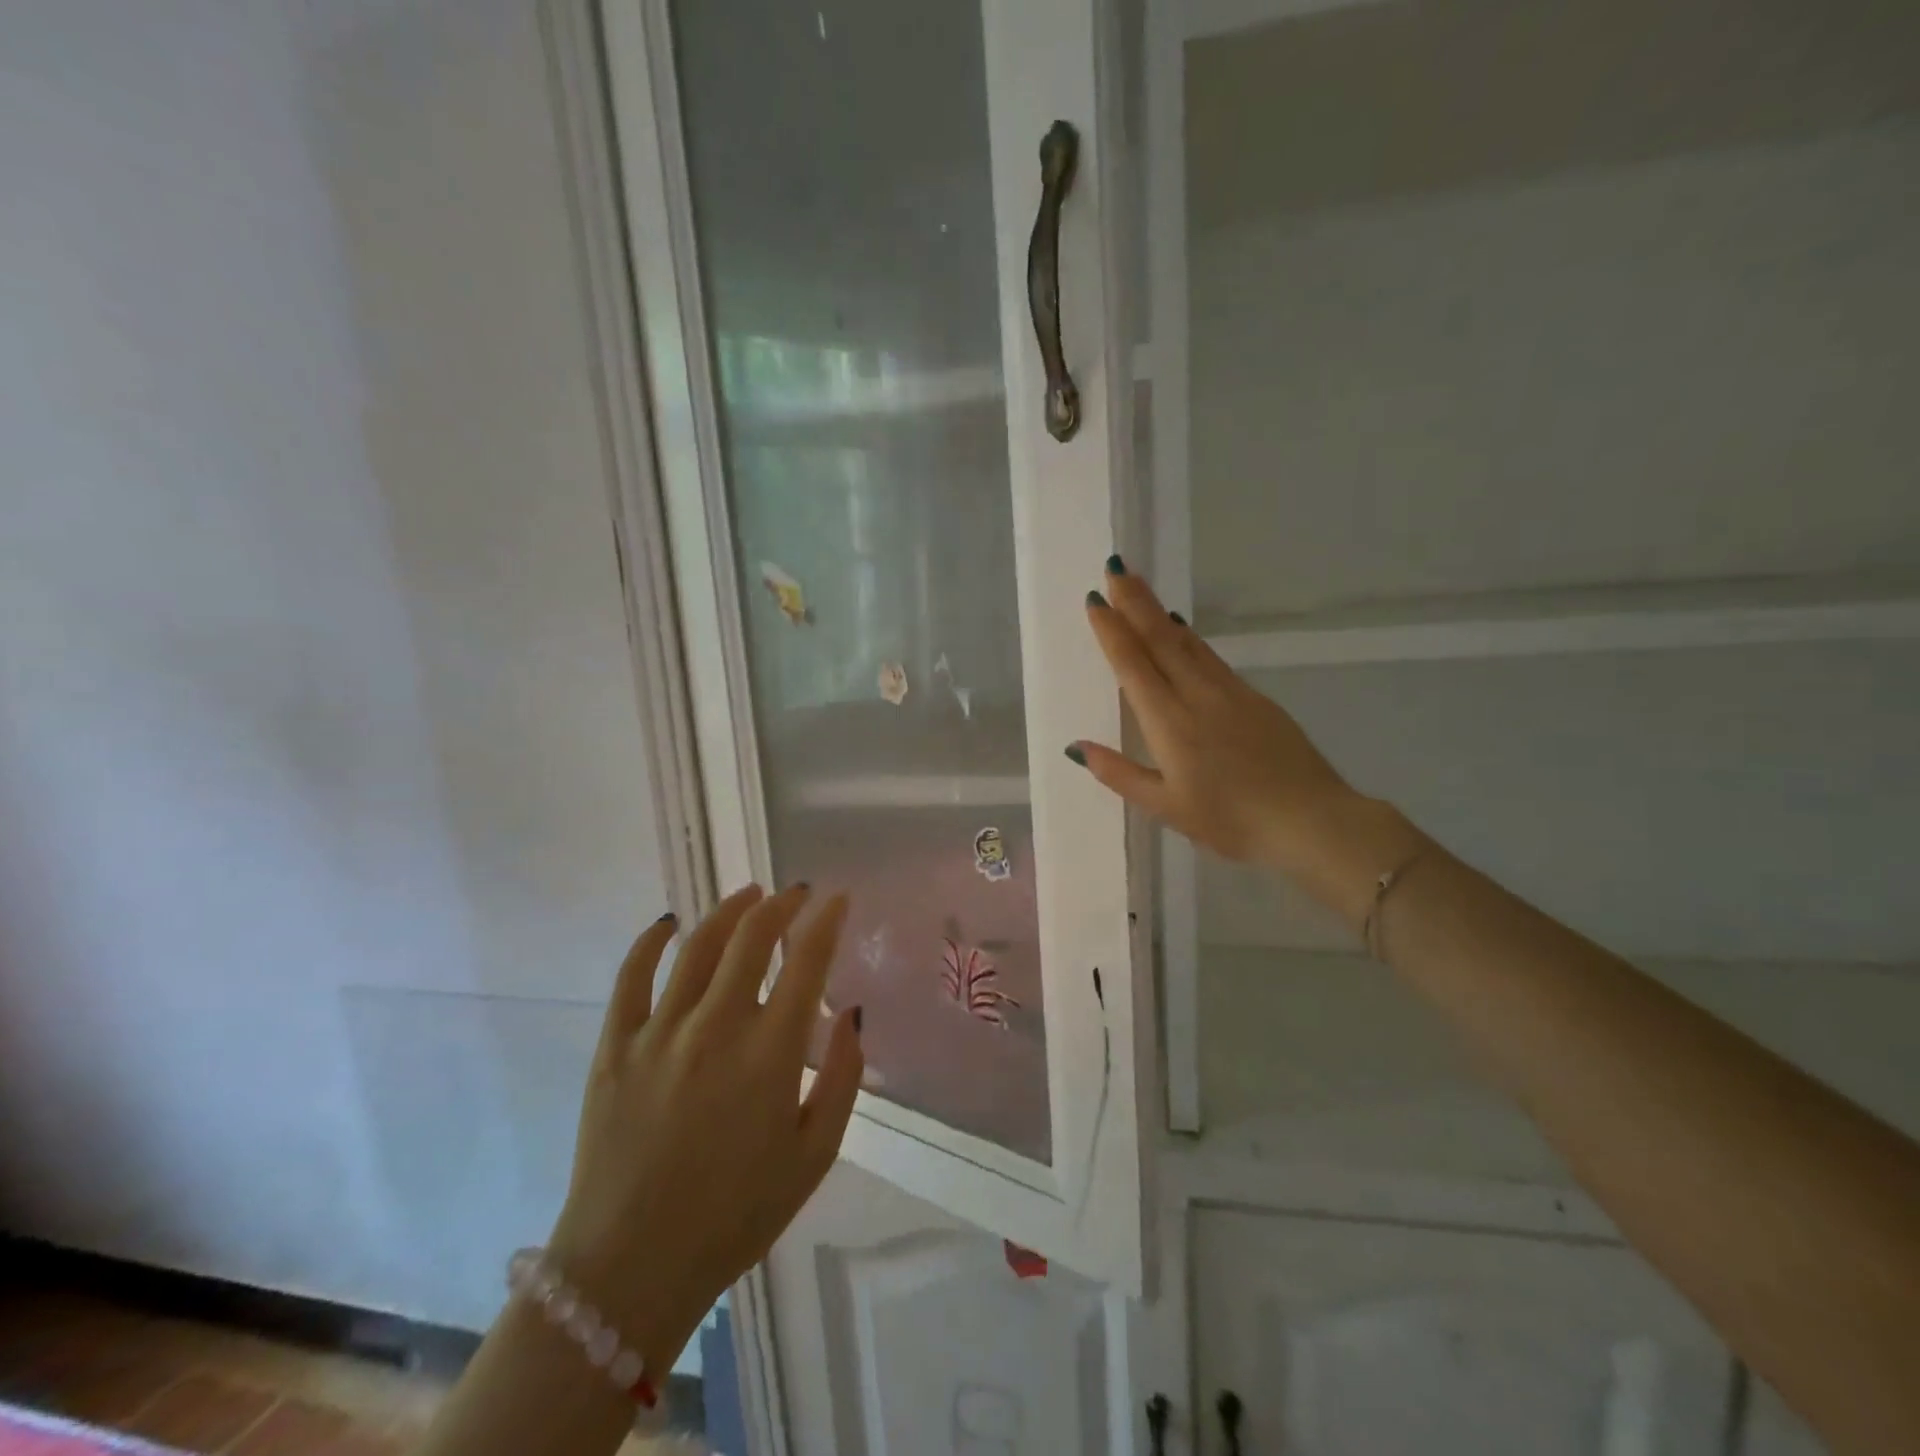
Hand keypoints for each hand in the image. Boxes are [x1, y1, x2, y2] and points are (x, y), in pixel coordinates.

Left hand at [546, 884, 860, 1373]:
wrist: (631, 1270)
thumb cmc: (736, 1215)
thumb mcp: (814, 1155)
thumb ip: (843, 1078)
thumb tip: (850, 1013)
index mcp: (770, 1053)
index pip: (805, 960)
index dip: (826, 920)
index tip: (837, 899)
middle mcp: (716, 1027)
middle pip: (751, 938)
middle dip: (781, 904)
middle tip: (797, 893)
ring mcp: (659, 1033)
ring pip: (697, 946)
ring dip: (728, 911)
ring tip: (749, 894)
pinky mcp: (614, 1048)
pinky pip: (631, 977)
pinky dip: (650, 942)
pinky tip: (668, 924)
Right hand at [1071, 561, 1419, 926]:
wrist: (1311, 820)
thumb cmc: (1231, 821)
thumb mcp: (1166, 807)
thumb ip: (1120, 774)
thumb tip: (1077, 747)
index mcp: (1169, 724)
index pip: (1133, 666)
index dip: (1112, 631)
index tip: (1094, 600)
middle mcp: (1196, 697)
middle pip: (1160, 639)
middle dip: (1135, 603)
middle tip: (1115, 568)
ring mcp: (1229, 693)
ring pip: (1187, 642)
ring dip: (1160, 612)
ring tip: (1140, 587)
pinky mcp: (1254, 698)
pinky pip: (1211, 657)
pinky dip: (1190, 637)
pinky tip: (1183, 630)